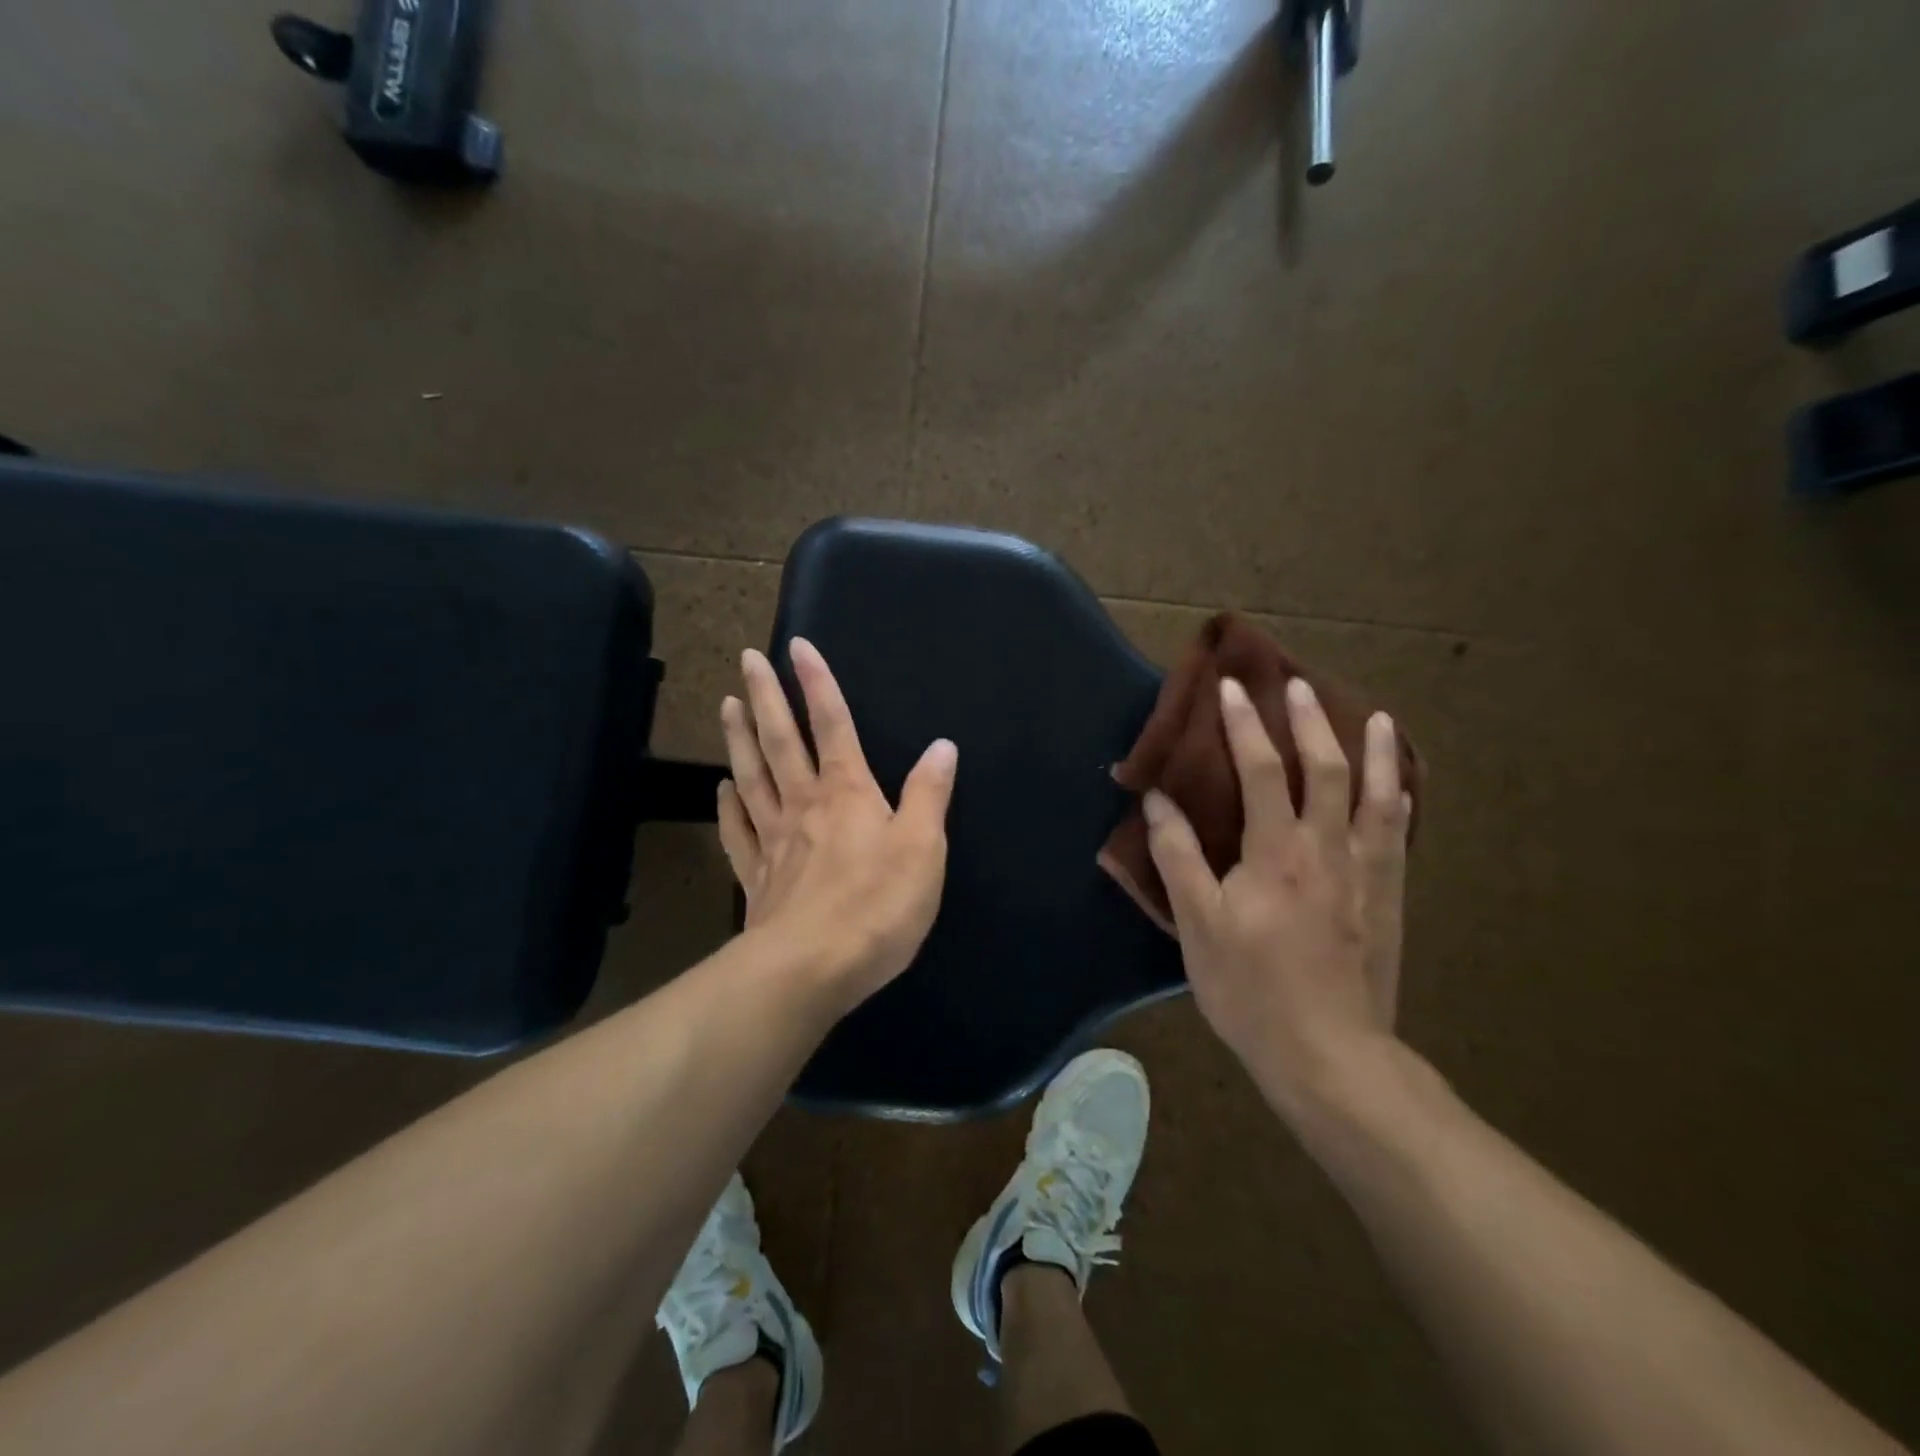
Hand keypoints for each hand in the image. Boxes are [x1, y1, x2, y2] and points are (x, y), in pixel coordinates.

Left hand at [717, 638, 958, 1014]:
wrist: (812, 969)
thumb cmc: (877, 906)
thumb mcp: (923, 848)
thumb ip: (929, 794)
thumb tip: (942, 746)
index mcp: (848, 792)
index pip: (833, 724)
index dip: (817, 684)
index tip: (797, 646)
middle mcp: (805, 804)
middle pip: (782, 740)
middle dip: (765, 697)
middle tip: (746, 659)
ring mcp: (775, 839)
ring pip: (753, 776)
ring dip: (740, 738)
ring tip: (727, 704)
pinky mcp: (757, 876)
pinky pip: (739, 830)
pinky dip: (729, 805)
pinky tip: (722, 788)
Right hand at [1143, 675, 1410, 1115]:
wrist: (1329, 1055)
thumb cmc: (1250, 989)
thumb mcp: (1197, 925)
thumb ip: (1178, 857)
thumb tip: (1159, 800)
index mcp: (1275, 853)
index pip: (1261, 771)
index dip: (1244, 725)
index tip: (1231, 688)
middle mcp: (1327, 850)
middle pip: (1326, 770)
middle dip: (1311, 722)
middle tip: (1299, 685)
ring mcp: (1366, 875)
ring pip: (1376, 798)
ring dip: (1374, 752)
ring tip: (1377, 717)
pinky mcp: (1389, 901)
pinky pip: (1397, 838)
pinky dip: (1397, 804)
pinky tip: (1399, 791)